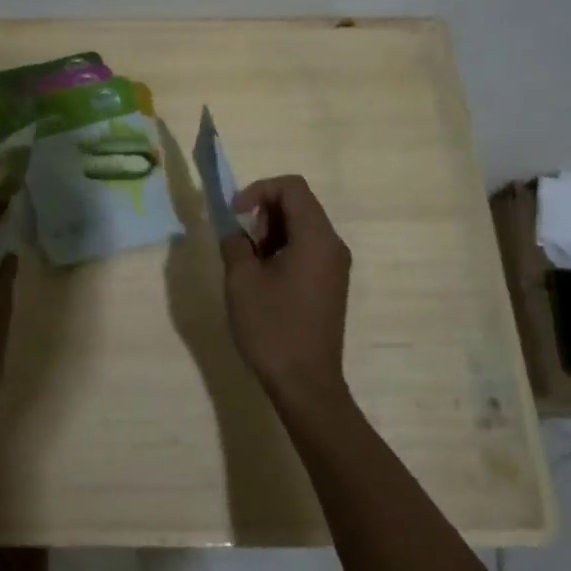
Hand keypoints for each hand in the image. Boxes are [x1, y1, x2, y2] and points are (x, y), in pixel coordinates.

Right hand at [220, 175, 352, 415]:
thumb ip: (235, 244)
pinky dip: (284, 249)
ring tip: (249, 262)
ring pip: (303, 226)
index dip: (259, 190)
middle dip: (265, 211)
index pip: (292, 187)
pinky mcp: (331, 284)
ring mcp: (336, 265)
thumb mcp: (241, 281)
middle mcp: (333, 245)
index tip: (236, 214)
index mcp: (316, 238)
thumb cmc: (273, 328)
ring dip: (272, 231)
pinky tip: (264, 278)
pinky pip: (308, 248)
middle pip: (300, 204)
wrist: (306, 384)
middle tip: (241, 241)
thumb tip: (235, 232)